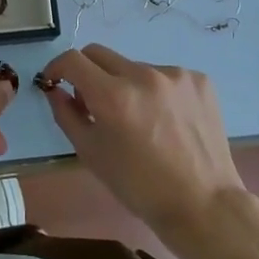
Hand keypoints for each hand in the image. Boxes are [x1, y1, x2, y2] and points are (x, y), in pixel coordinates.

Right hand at [37, 45, 244, 237]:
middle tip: (93, 102)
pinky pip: (164, 76)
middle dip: (88, 73)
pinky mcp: (199, 80)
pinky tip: (166, 119)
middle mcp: (144, 75)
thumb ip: (67, 114)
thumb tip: (56, 89)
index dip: (57, 67)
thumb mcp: (91, 153)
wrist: (202, 204)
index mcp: (113, 95)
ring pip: (134, 67)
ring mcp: (176, 75)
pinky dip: (156, 91)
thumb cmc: (139, 186)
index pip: (73, 60)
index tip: (56, 81)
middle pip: (100, 54)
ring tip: (139, 119)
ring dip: (126, 84)